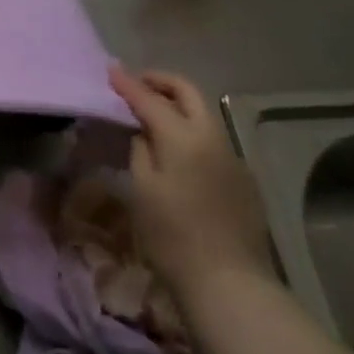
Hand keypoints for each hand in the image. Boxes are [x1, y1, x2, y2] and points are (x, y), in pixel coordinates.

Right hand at [109, 66, 274, 305]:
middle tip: (136, 83)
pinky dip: (192, 130)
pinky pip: (213, 140)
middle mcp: (213, 138)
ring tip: (153, 113)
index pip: (150, 99)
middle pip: (188, 93)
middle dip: (161, 81)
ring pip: (204, 114)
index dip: (128, 84)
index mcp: (184, 137)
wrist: (229, 282)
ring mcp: (233, 157)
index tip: (110, 70)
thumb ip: (141, 150)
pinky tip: (178, 149)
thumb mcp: (142, 188)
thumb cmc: (172, 235)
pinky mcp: (243, 179)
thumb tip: (144, 132)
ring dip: (178, 104)